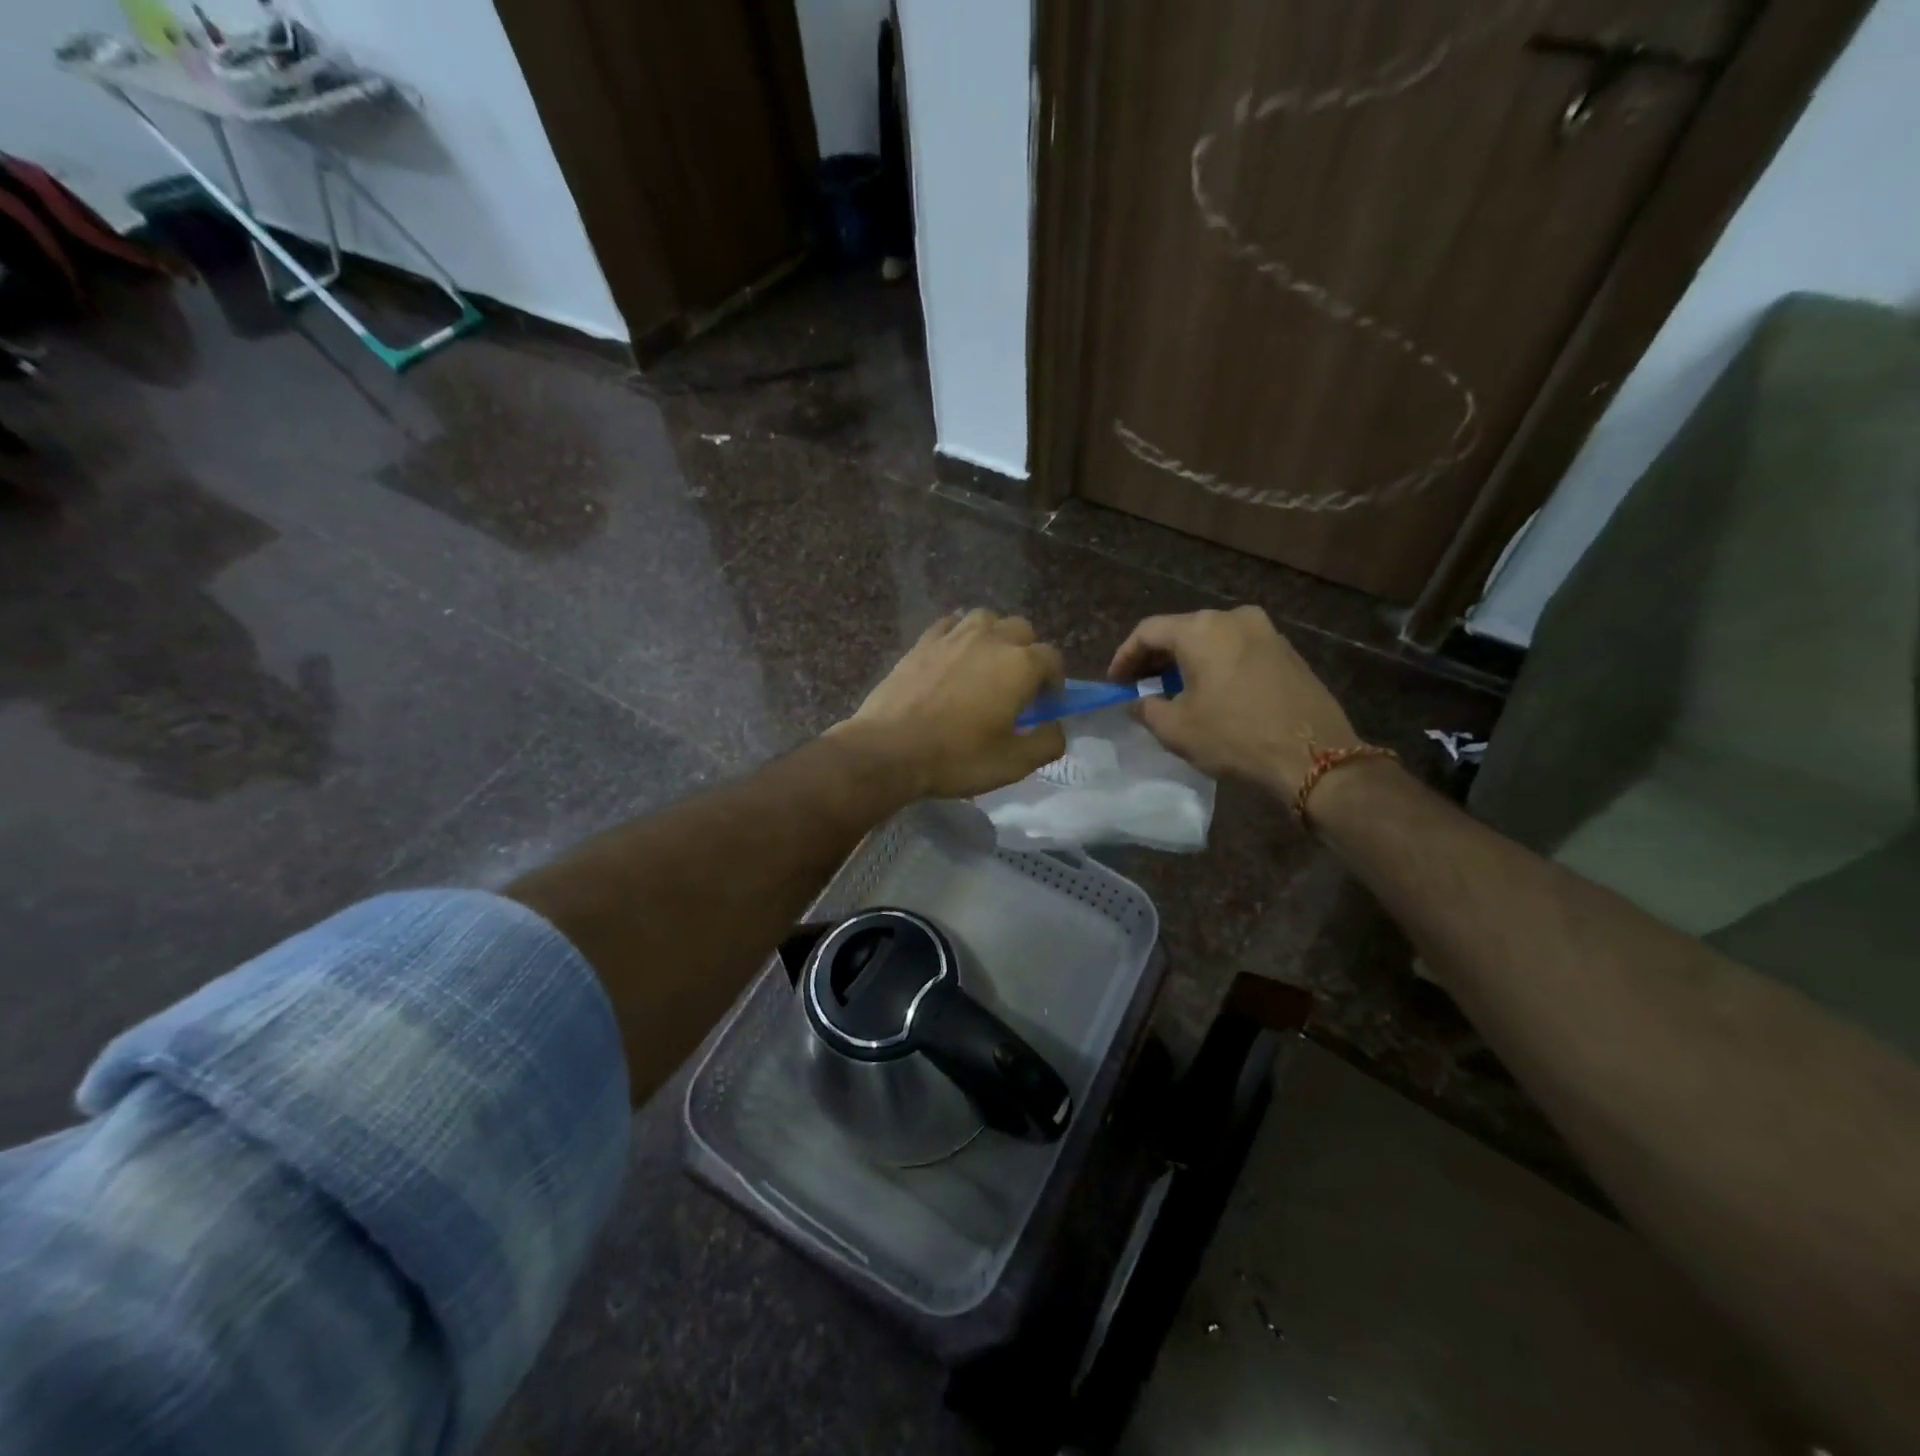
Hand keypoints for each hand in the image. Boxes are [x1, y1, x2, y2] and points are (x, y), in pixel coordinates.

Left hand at [833, 609, 1066, 799]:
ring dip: (995, 636)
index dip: (1055, 681)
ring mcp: (952, 637)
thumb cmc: (957, 758)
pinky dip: (959, 633)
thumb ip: (1047, 743)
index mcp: (1019, 665)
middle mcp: (990, 640)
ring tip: (987, 663)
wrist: (889, 750)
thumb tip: (1056, 728)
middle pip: (1022, 630)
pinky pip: (949, 624)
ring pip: (986, 618)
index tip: (1045, 705)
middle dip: (1028, 652)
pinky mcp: (922, 642)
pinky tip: (954, 654)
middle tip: (1018, 685)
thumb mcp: (1013, 763)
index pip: (1052, 659)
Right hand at [1109, 606, 1360, 798]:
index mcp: (1202, 629)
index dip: (1125, 656)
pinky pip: (1237, 650)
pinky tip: (1209, 692)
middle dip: (1156, 658)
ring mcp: (1266, 632)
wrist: (1314, 757)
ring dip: (1186, 661)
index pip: (1148, 631)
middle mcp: (1234, 618)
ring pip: (1211, 639)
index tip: (1115, 682)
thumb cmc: (1235, 737)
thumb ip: (1147, 709)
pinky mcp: (1287, 652)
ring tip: (1172, 691)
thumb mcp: (1176, 729)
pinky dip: (1215, 664)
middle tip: (1138, 685)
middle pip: (1181, 630)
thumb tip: (1138, 703)